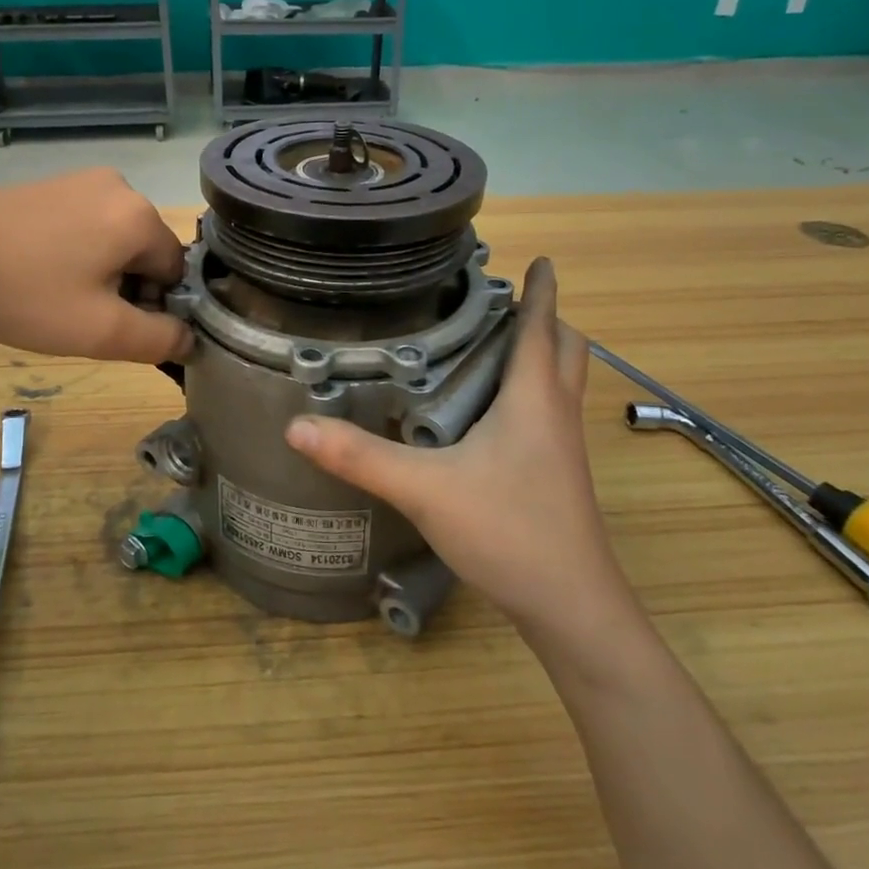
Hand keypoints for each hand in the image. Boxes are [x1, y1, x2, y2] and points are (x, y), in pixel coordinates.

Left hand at [0, 169, 191, 363]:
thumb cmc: (25, 296)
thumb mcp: (100, 332)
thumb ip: (159, 340)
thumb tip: (190, 338)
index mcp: (140, 215)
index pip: (175, 272)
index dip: (151, 306)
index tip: (110, 324)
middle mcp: (120, 186)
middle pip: (147, 252)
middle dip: (126, 287)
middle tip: (80, 314)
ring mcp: (81, 179)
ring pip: (116, 240)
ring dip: (101, 272)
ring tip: (55, 294)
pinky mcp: (51, 184)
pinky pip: (87, 224)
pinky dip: (76, 252)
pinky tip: (39, 271)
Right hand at [284, 258, 642, 645]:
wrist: (571, 608)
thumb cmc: (508, 531)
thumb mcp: (424, 489)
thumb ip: (360, 456)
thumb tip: (297, 425)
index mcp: (533, 398)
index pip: (543, 327)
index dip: (542, 290)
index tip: (540, 260)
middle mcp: (556, 414)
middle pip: (568, 349)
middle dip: (545, 319)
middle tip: (501, 306)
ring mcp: (564, 448)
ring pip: (562, 382)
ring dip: (541, 354)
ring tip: (491, 346)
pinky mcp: (559, 475)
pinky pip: (551, 412)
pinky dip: (532, 391)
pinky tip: (490, 412)